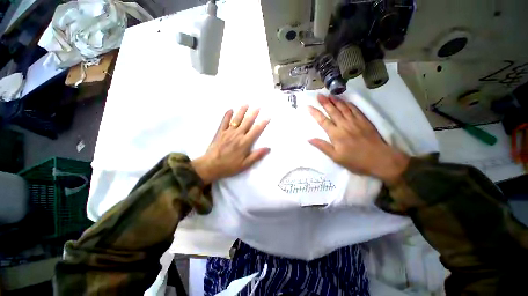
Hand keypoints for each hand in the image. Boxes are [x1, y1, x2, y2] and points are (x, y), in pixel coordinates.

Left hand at [192, 105, 269, 184]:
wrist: (210, 166)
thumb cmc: (229, 166)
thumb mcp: (245, 164)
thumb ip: (256, 155)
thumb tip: (268, 148)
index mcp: (244, 143)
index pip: (256, 131)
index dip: (262, 124)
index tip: (267, 117)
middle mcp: (237, 135)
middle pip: (247, 122)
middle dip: (253, 114)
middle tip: (258, 106)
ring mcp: (228, 132)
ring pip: (236, 119)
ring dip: (241, 111)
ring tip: (246, 104)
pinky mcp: (220, 132)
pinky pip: (224, 122)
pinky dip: (227, 115)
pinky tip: (230, 109)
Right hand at [308, 94, 408, 184]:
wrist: (380, 159)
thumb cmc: (356, 161)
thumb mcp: (336, 157)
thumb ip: (322, 146)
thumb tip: (309, 139)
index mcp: (336, 134)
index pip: (323, 121)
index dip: (315, 113)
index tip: (308, 106)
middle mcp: (344, 125)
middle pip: (333, 111)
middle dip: (325, 102)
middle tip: (319, 95)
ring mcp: (355, 121)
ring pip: (343, 108)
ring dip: (336, 100)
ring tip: (329, 94)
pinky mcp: (364, 121)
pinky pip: (355, 109)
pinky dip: (349, 104)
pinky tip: (345, 100)